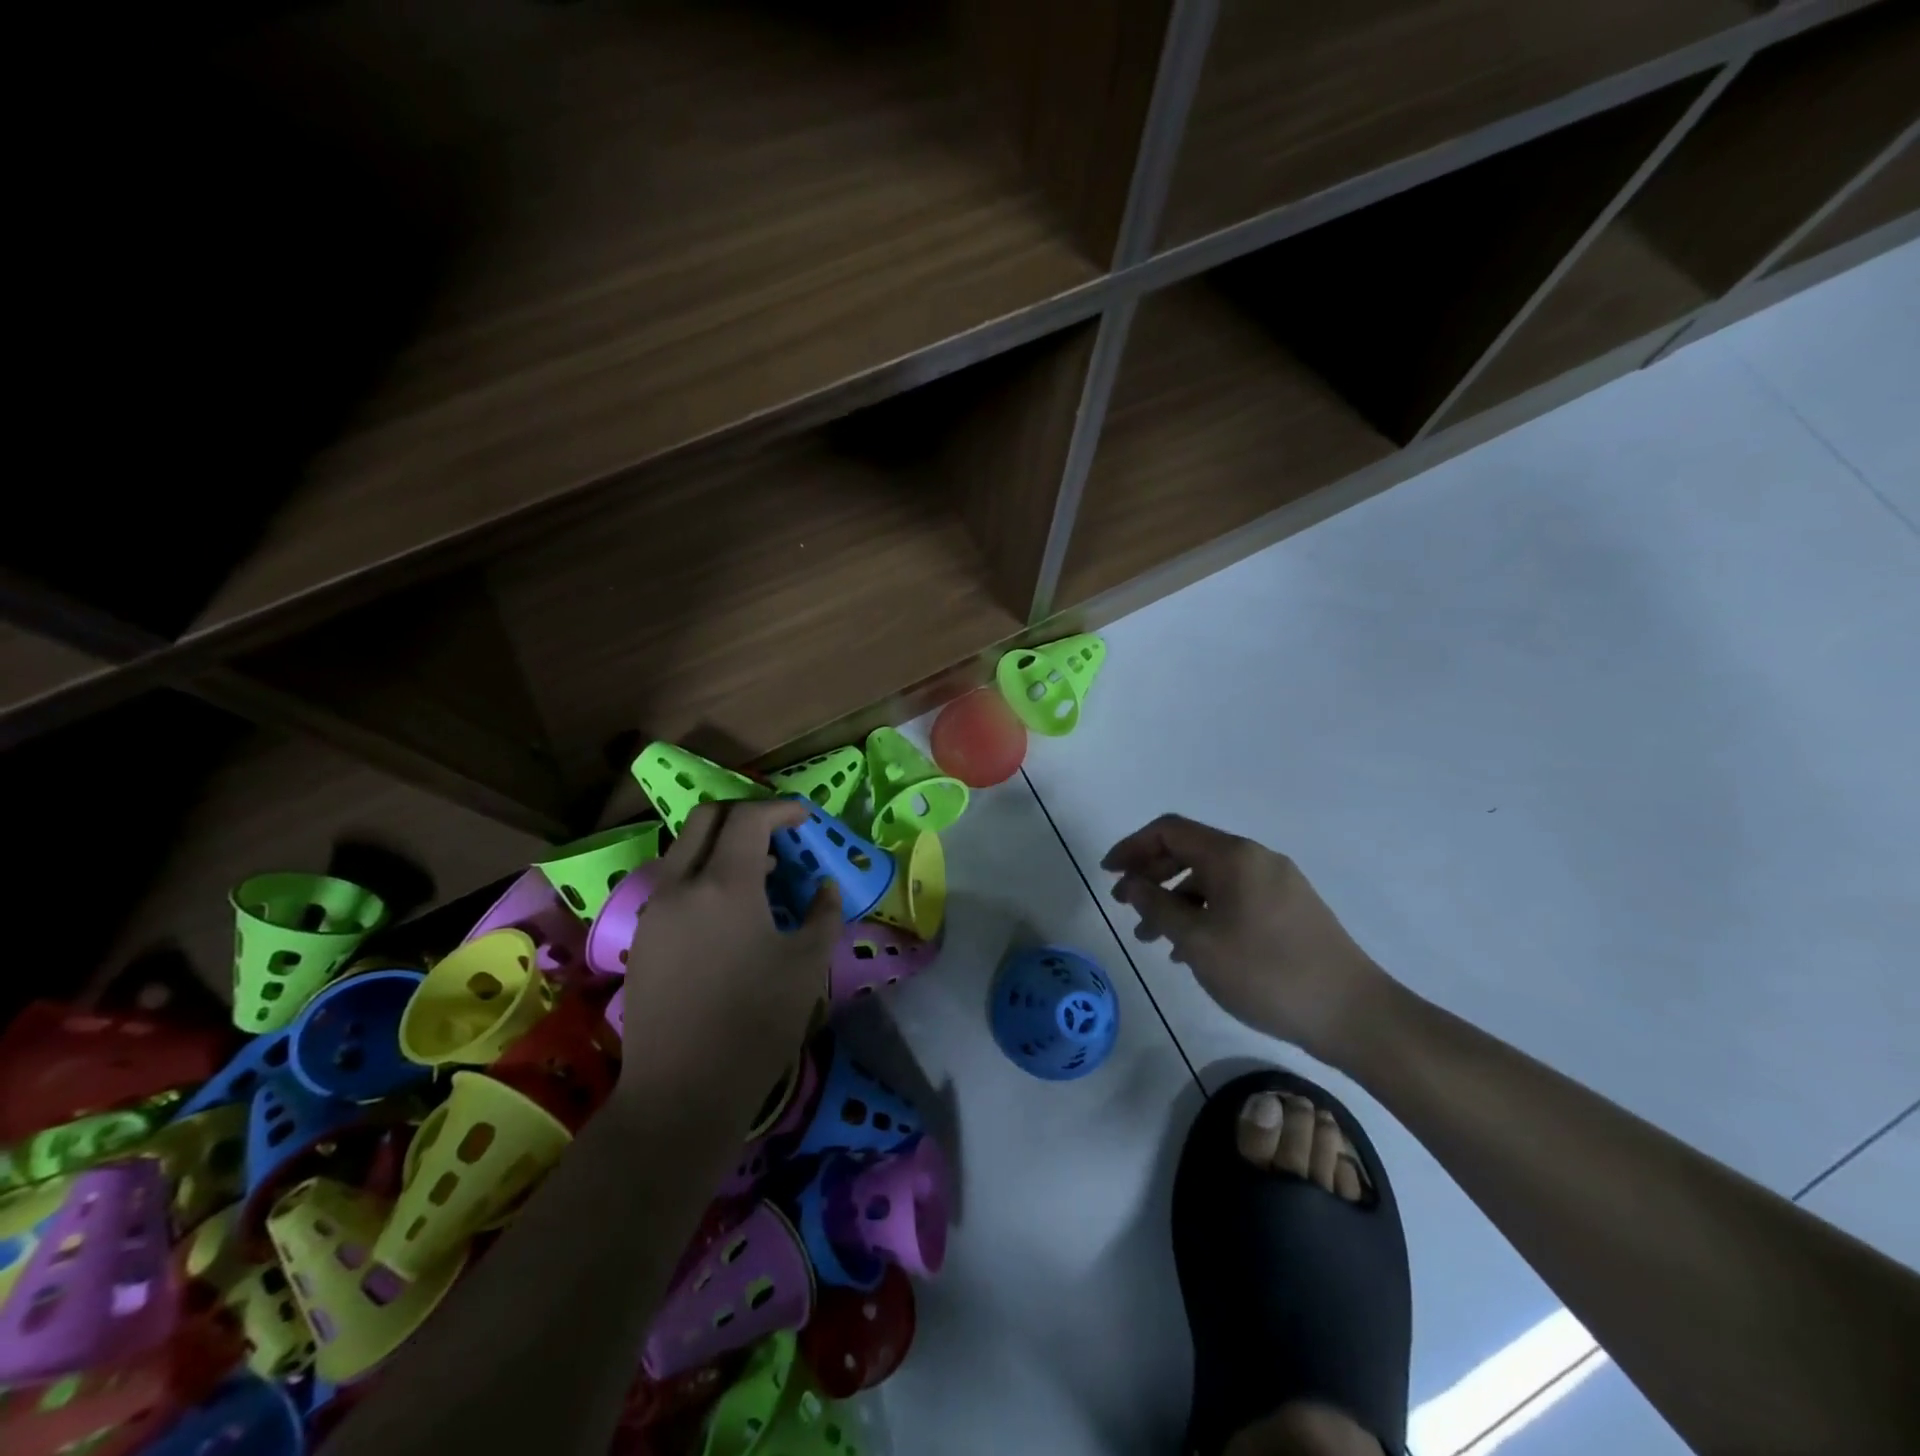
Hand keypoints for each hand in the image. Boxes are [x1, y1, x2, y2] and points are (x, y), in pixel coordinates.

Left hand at [617, 799, 839, 1116]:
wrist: (682, 1090)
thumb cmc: (756, 1023)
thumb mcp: (807, 966)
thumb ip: (823, 914)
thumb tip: (825, 887)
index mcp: (724, 884)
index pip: (748, 818)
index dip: (780, 809)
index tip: (805, 818)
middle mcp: (681, 884)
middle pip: (705, 818)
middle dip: (744, 813)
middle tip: (777, 832)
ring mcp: (654, 909)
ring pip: (683, 849)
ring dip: (721, 844)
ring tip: (760, 871)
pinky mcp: (641, 937)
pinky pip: (673, 882)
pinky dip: (702, 873)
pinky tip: (728, 910)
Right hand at [1102, 814, 1394, 1062]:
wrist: (1353, 1014)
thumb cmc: (1266, 973)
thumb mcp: (1198, 942)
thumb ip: (1157, 906)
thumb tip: (1131, 884)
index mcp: (1233, 856)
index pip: (1170, 831)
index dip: (1132, 847)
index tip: (1109, 875)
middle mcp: (1256, 858)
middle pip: (1190, 851)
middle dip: (1152, 875)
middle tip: (1126, 908)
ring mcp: (1278, 883)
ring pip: (1211, 879)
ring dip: (1176, 900)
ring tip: (1153, 939)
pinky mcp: (1291, 909)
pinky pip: (1234, 898)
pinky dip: (1205, 913)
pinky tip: (1192, 949)